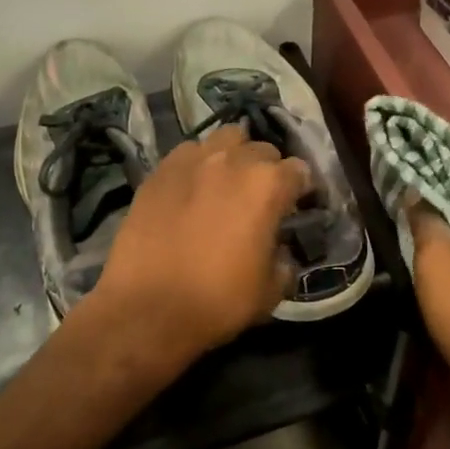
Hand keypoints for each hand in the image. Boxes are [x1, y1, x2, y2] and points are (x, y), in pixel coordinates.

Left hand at [94, 126, 312, 363]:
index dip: (302, 189)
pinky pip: (188, 153)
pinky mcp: (158, 171)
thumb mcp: (271, 290)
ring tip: (227, 182)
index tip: (298, 205)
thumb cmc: (218, 301)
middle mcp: (232, 161)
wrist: (147, 309)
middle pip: (262, 149)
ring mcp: (191, 161)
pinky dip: (197, 164)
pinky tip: (192, 188)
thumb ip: (284, 260)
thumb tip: (279, 250)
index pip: (299, 171)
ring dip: (234, 155)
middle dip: (268, 169)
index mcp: (267, 185)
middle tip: (261, 197)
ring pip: (224, 139)